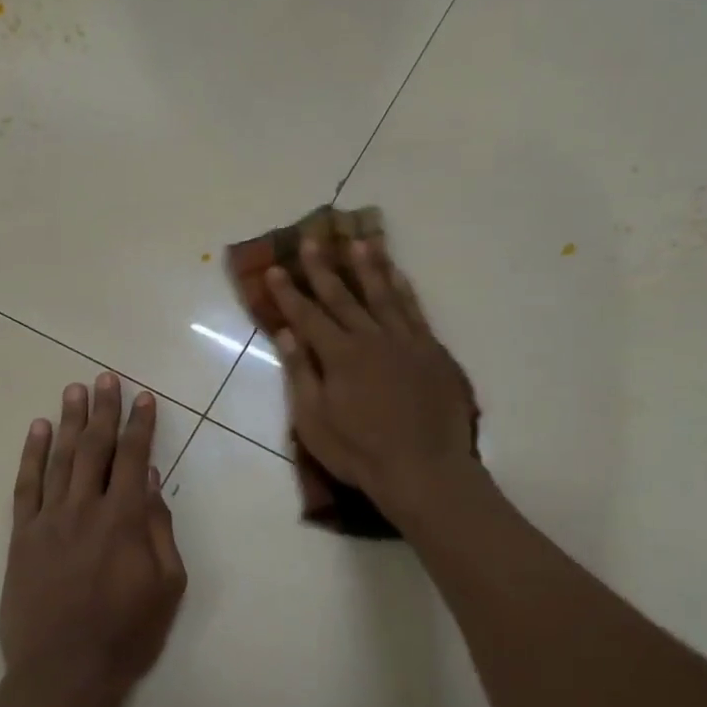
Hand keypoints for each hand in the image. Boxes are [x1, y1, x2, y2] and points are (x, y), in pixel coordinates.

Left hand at [0, 373, 187, 706]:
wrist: (63, 673)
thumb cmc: (126, 635)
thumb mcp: (166, 586)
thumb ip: (160, 529)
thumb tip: (152, 481)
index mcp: (125, 520)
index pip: (134, 458)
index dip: (141, 425)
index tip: (144, 397)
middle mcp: (85, 509)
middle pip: (94, 448)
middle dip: (103, 410)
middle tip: (105, 378)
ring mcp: (48, 520)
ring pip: (60, 459)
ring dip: (69, 421)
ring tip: (74, 390)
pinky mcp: (22, 537)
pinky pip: (26, 486)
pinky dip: (31, 455)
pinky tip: (37, 430)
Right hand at [266, 238, 479, 522]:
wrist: (423, 468)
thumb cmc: (359, 452)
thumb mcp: (314, 422)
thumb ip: (301, 374)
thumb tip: (287, 334)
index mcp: (339, 356)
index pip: (308, 316)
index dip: (288, 293)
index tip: (275, 269)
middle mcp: (372, 338)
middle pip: (343, 296)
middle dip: (324, 268)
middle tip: (312, 239)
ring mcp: (405, 342)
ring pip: (383, 294)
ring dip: (368, 267)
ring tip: (358, 242)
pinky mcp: (431, 351)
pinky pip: (415, 310)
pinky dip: (404, 289)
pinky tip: (398, 276)